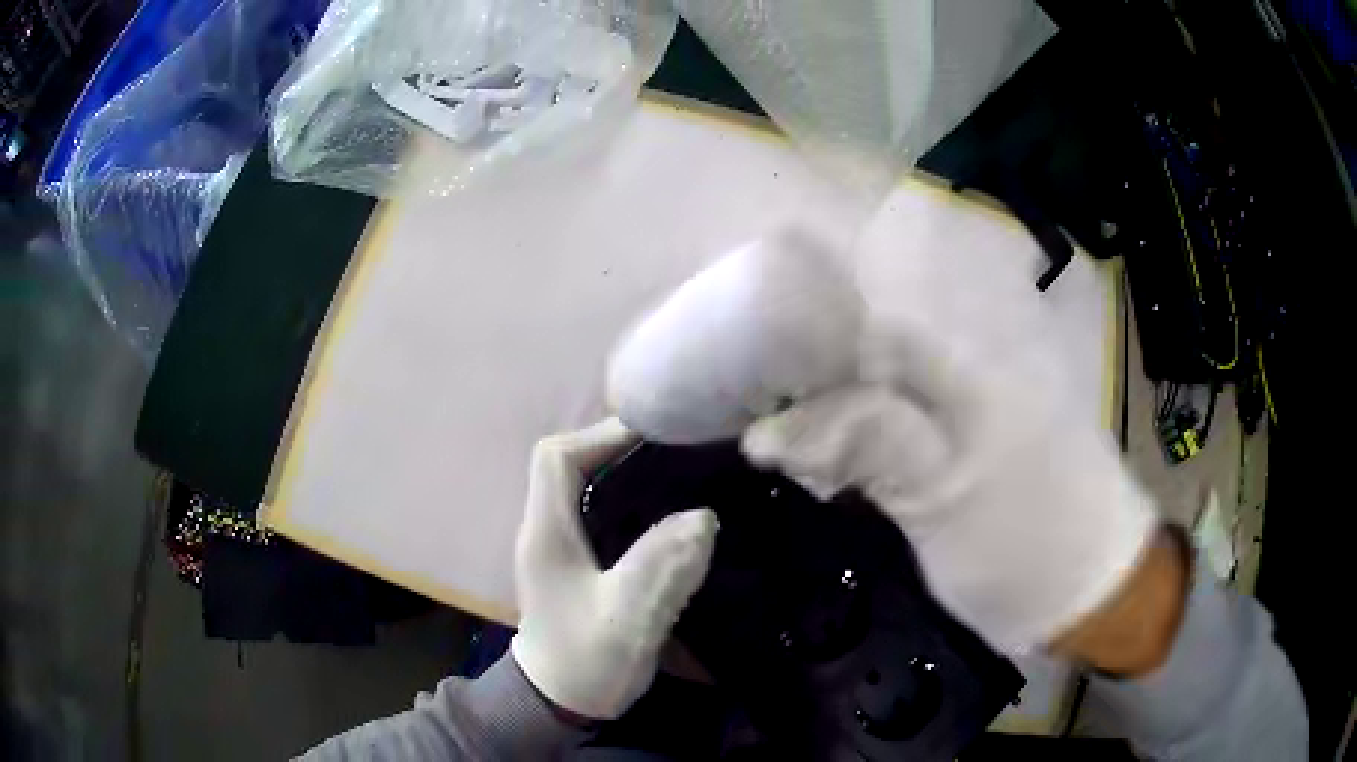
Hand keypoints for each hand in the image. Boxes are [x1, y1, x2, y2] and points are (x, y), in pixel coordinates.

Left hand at [510, 418, 718, 719]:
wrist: (559, 702)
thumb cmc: (585, 663)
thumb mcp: (626, 619)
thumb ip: (661, 568)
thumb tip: (704, 516)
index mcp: (547, 532)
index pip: (556, 456)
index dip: (600, 434)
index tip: (654, 433)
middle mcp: (546, 528)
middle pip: (573, 462)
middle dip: (620, 447)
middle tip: (680, 449)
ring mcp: (559, 544)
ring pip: (587, 485)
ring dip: (627, 473)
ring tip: (682, 472)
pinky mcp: (576, 561)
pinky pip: (601, 512)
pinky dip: (631, 501)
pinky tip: (670, 513)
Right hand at [741, 321, 1158, 654]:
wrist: (1095, 591)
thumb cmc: (1026, 549)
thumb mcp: (941, 501)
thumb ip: (863, 446)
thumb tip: (766, 431)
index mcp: (966, 365)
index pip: (862, 318)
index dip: (798, 337)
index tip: (748, 376)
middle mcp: (970, 364)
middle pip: (866, 349)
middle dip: (809, 384)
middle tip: (764, 430)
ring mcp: (977, 401)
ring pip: (882, 387)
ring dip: (834, 418)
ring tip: (795, 460)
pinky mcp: (977, 438)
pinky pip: (905, 420)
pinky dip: (864, 444)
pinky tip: (839, 478)